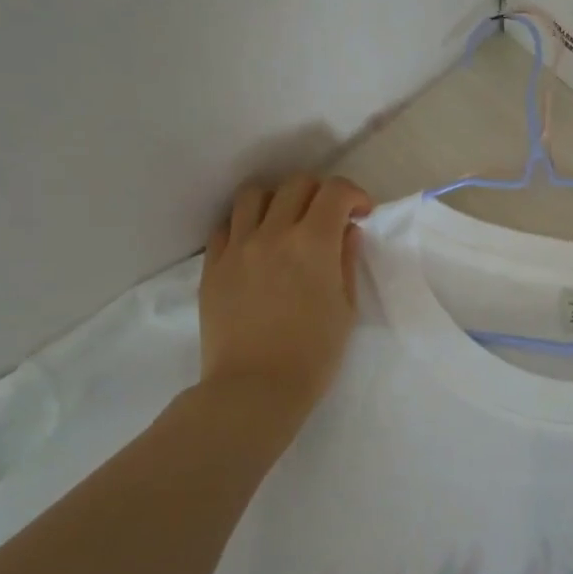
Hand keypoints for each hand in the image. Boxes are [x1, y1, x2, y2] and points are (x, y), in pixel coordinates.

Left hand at [198, 175, 372, 409]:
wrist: (254, 388)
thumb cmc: (313, 354)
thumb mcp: (345, 308)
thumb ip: (346, 260)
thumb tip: (346, 231)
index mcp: (313, 243)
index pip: (335, 191)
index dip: (354, 195)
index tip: (360, 214)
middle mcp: (274, 233)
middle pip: (297, 185)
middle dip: (320, 193)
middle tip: (328, 219)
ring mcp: (238, 247)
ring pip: (255, 195)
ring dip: (278, 200)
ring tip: (286, 222)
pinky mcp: (212, 266)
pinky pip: (226, 225)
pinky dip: (246, 224)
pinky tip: (256, 245)